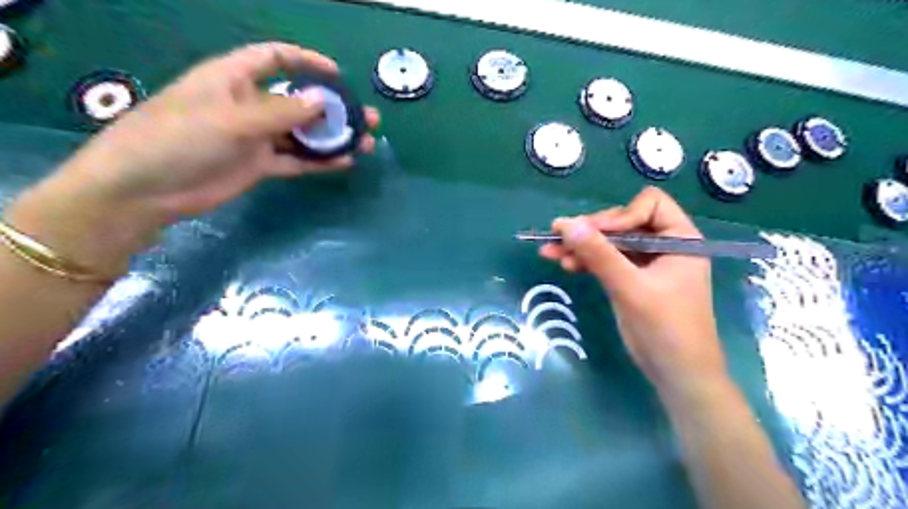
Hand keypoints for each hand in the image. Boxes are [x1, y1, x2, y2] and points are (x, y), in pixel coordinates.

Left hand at [4, 41, 379, 276]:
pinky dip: (318, 161)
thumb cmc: (180, 138)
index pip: (275, 59)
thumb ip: (280, 112)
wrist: (148, 189)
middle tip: (366, 117)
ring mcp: (256, 137)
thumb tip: (323, 102)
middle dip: (333, 107)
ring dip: (332, 137)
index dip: (306, 62)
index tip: (337, 75)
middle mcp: (249, 104)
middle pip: (299, 100)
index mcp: (234, 79)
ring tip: (364, 142)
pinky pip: (296, 159)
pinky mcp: (260, 164)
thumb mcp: (232, 119)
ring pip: (302, 133)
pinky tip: (344, 162)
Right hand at [542, 185, 728, 396]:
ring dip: (581, 246)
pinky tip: (564, 263)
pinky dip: (586, 261)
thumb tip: (567, 223)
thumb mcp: (630, 288)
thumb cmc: (665, 329)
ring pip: (609, 243)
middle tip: (559, 237)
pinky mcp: (631, 279)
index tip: (596, 234)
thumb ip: (599, 254)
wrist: (676, 374)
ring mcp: (645, 263)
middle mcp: (663, 245)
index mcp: (679, 239)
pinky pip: (606, 261)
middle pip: (623, 223)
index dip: (621, 215)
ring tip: (549, 251)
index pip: (649, 205)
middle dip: (591, 231)